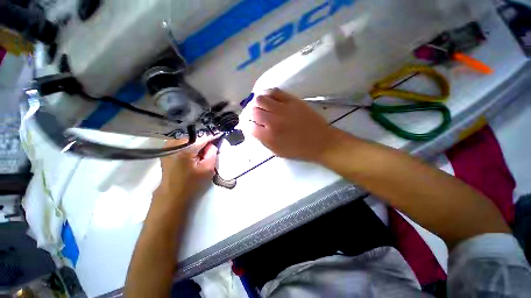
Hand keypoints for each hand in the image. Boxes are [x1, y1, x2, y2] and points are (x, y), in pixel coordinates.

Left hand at [153, 137, 218, 208]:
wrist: (172, 194)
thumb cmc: (191, 183)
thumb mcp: (207, 169)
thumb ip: (212, 153)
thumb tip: (212, 144)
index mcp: (184, 149)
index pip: (202, 137)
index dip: (212, 137)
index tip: (219, 137)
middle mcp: (174, 143)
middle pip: (194, 135)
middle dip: (203, 139)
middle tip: (209, 148)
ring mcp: (168, 145)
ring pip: (187, 137)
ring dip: (196, 141)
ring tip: (201, 151)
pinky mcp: (166, 149)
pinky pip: (181, 141)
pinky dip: (189, 143)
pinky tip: (193, 152)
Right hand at [243, 88, 339, 161]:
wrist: (320, 141)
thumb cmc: (298, 150)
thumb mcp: (277, 151)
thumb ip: (263, 140)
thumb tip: (253, 130)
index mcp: (269, 137)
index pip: (249, 127)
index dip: (246, 126)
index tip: (247, 125)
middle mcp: (273, 121)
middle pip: (252, 111)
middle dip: (248, 114)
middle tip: (251, 115)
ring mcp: (282, 108)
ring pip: (260, 99)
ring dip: (255, 103)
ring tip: (257, 106)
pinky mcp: (291, 100)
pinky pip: (274, 91)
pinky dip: (266, 93)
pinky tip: (266, 97)